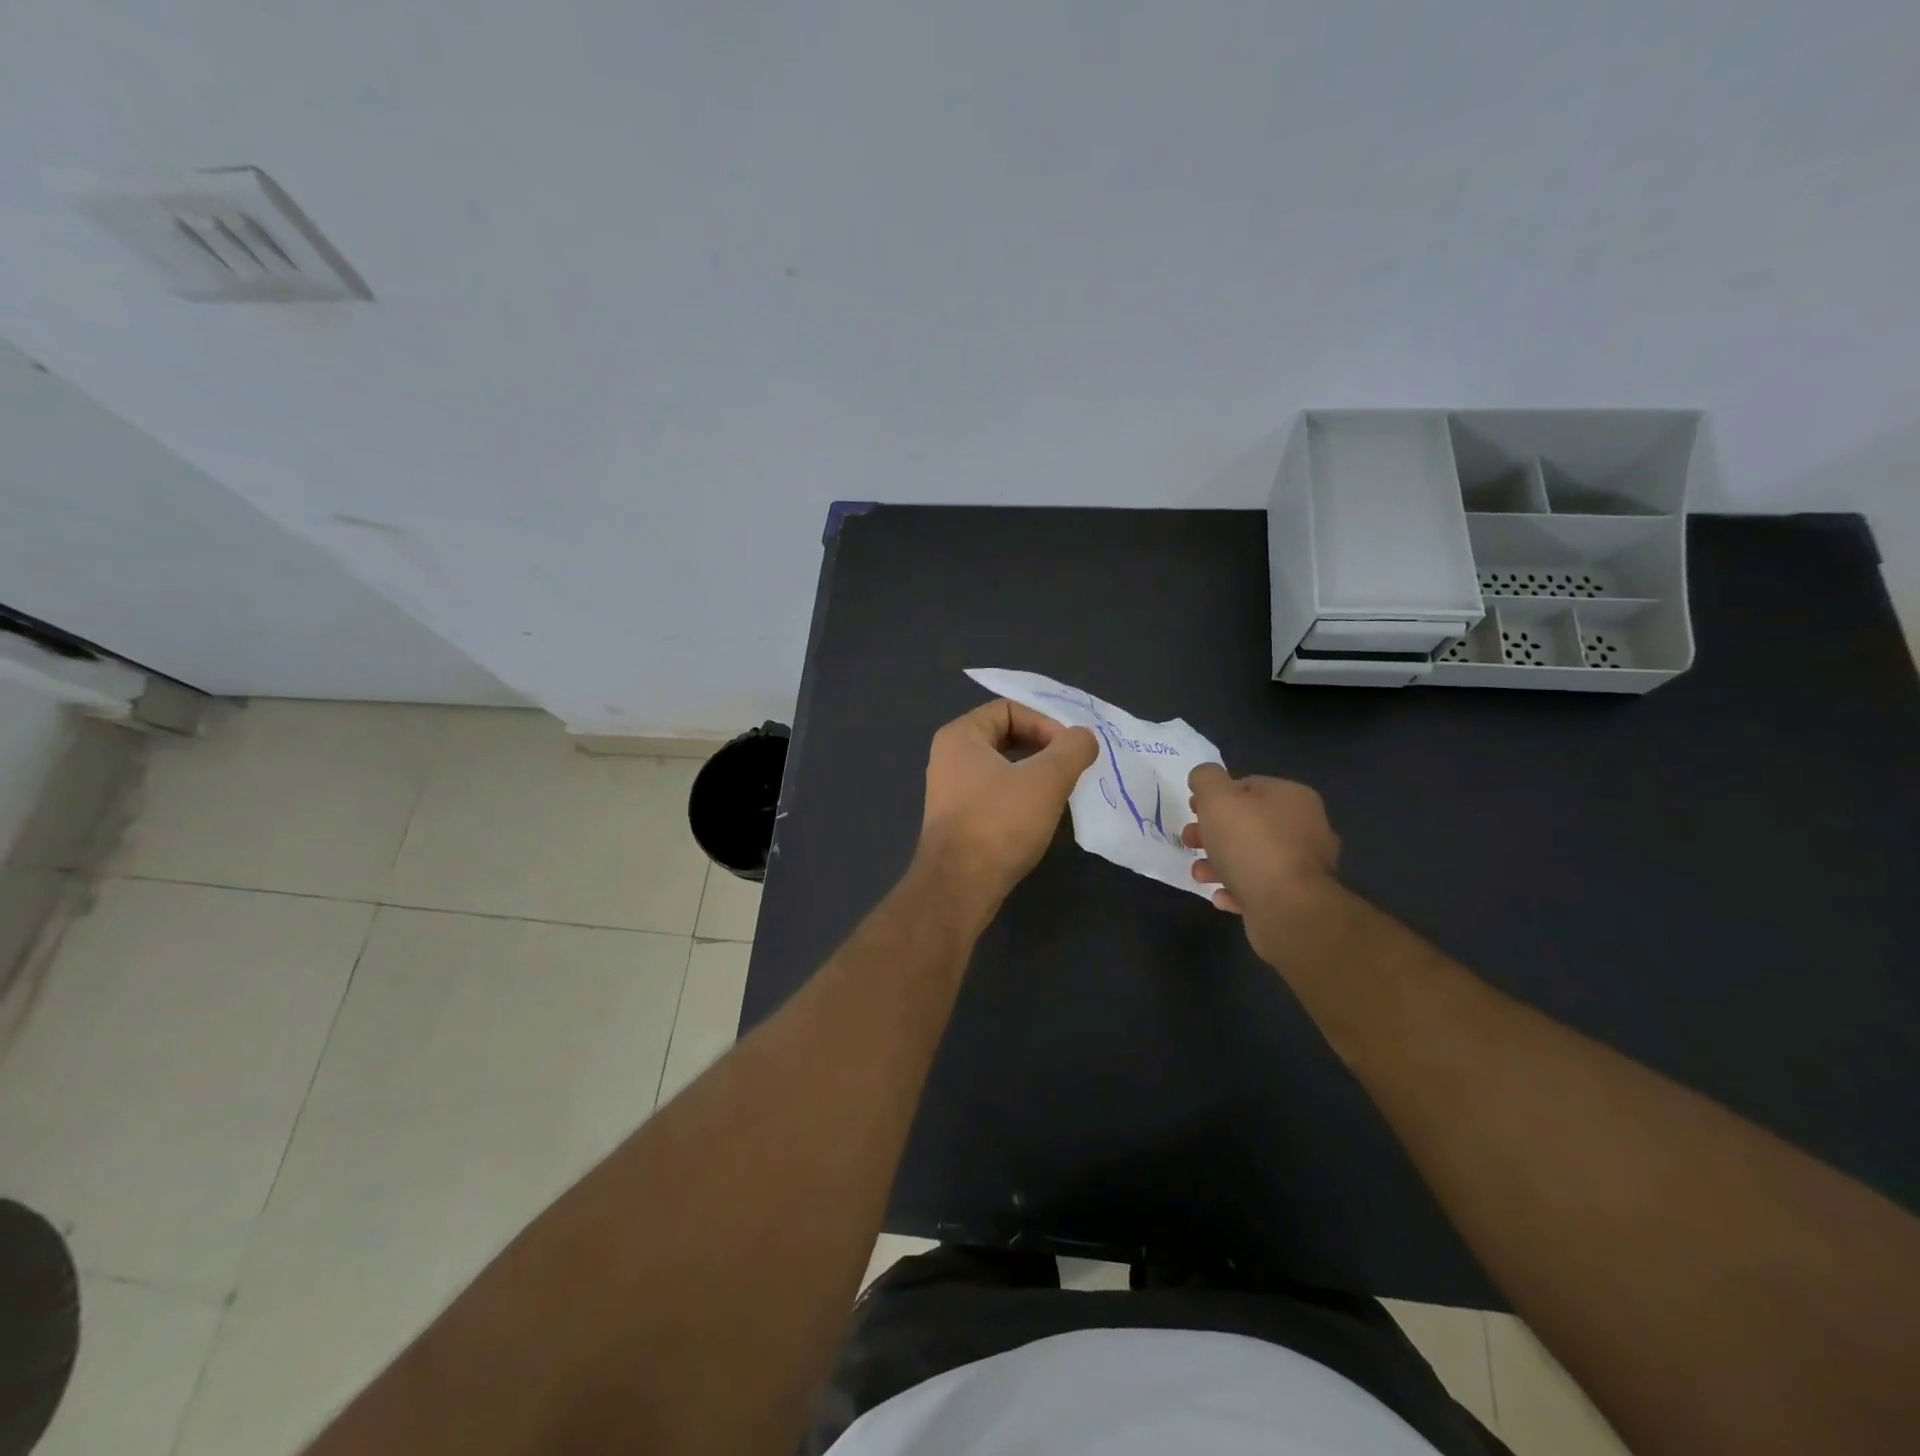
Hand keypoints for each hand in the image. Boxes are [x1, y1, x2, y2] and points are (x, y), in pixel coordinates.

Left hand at [918, 699, 1097, 914]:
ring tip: (1062, 791)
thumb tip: (1084, 737)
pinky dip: (1021, 797)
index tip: (1070, 750)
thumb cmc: (999, 823)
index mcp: (961, 736)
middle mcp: (950, 757)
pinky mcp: (959, 819)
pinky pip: (996, 794)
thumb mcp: (1046, 779)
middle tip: (1071, 768)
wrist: (959, 887)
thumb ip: (1072, 749)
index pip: (1009, 709)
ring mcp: (951, 790)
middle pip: (1006, 736)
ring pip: (1003, 768)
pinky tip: (1041, 816)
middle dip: (1043, 749)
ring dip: (1035, 774)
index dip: (1045, 723)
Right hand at [1183, 764, 1339, 963]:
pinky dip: (1238, 890)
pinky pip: (1261, 888)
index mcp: (1292, 798)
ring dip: (1219, 864)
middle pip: (1248, 823)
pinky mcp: (1297, 899)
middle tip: (1189, 841)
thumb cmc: (1251, 845)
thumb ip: (1206, 779)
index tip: (1192, 810)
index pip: (1248, 785)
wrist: (1288, 909)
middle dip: (1212, 832)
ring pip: (1252, 857)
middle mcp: (1305, 828)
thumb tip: (1204, 776)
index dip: (1215, 796)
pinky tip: (1221, 897)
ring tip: (1199, 874)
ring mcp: (1304, 866)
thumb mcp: (1217, 799)